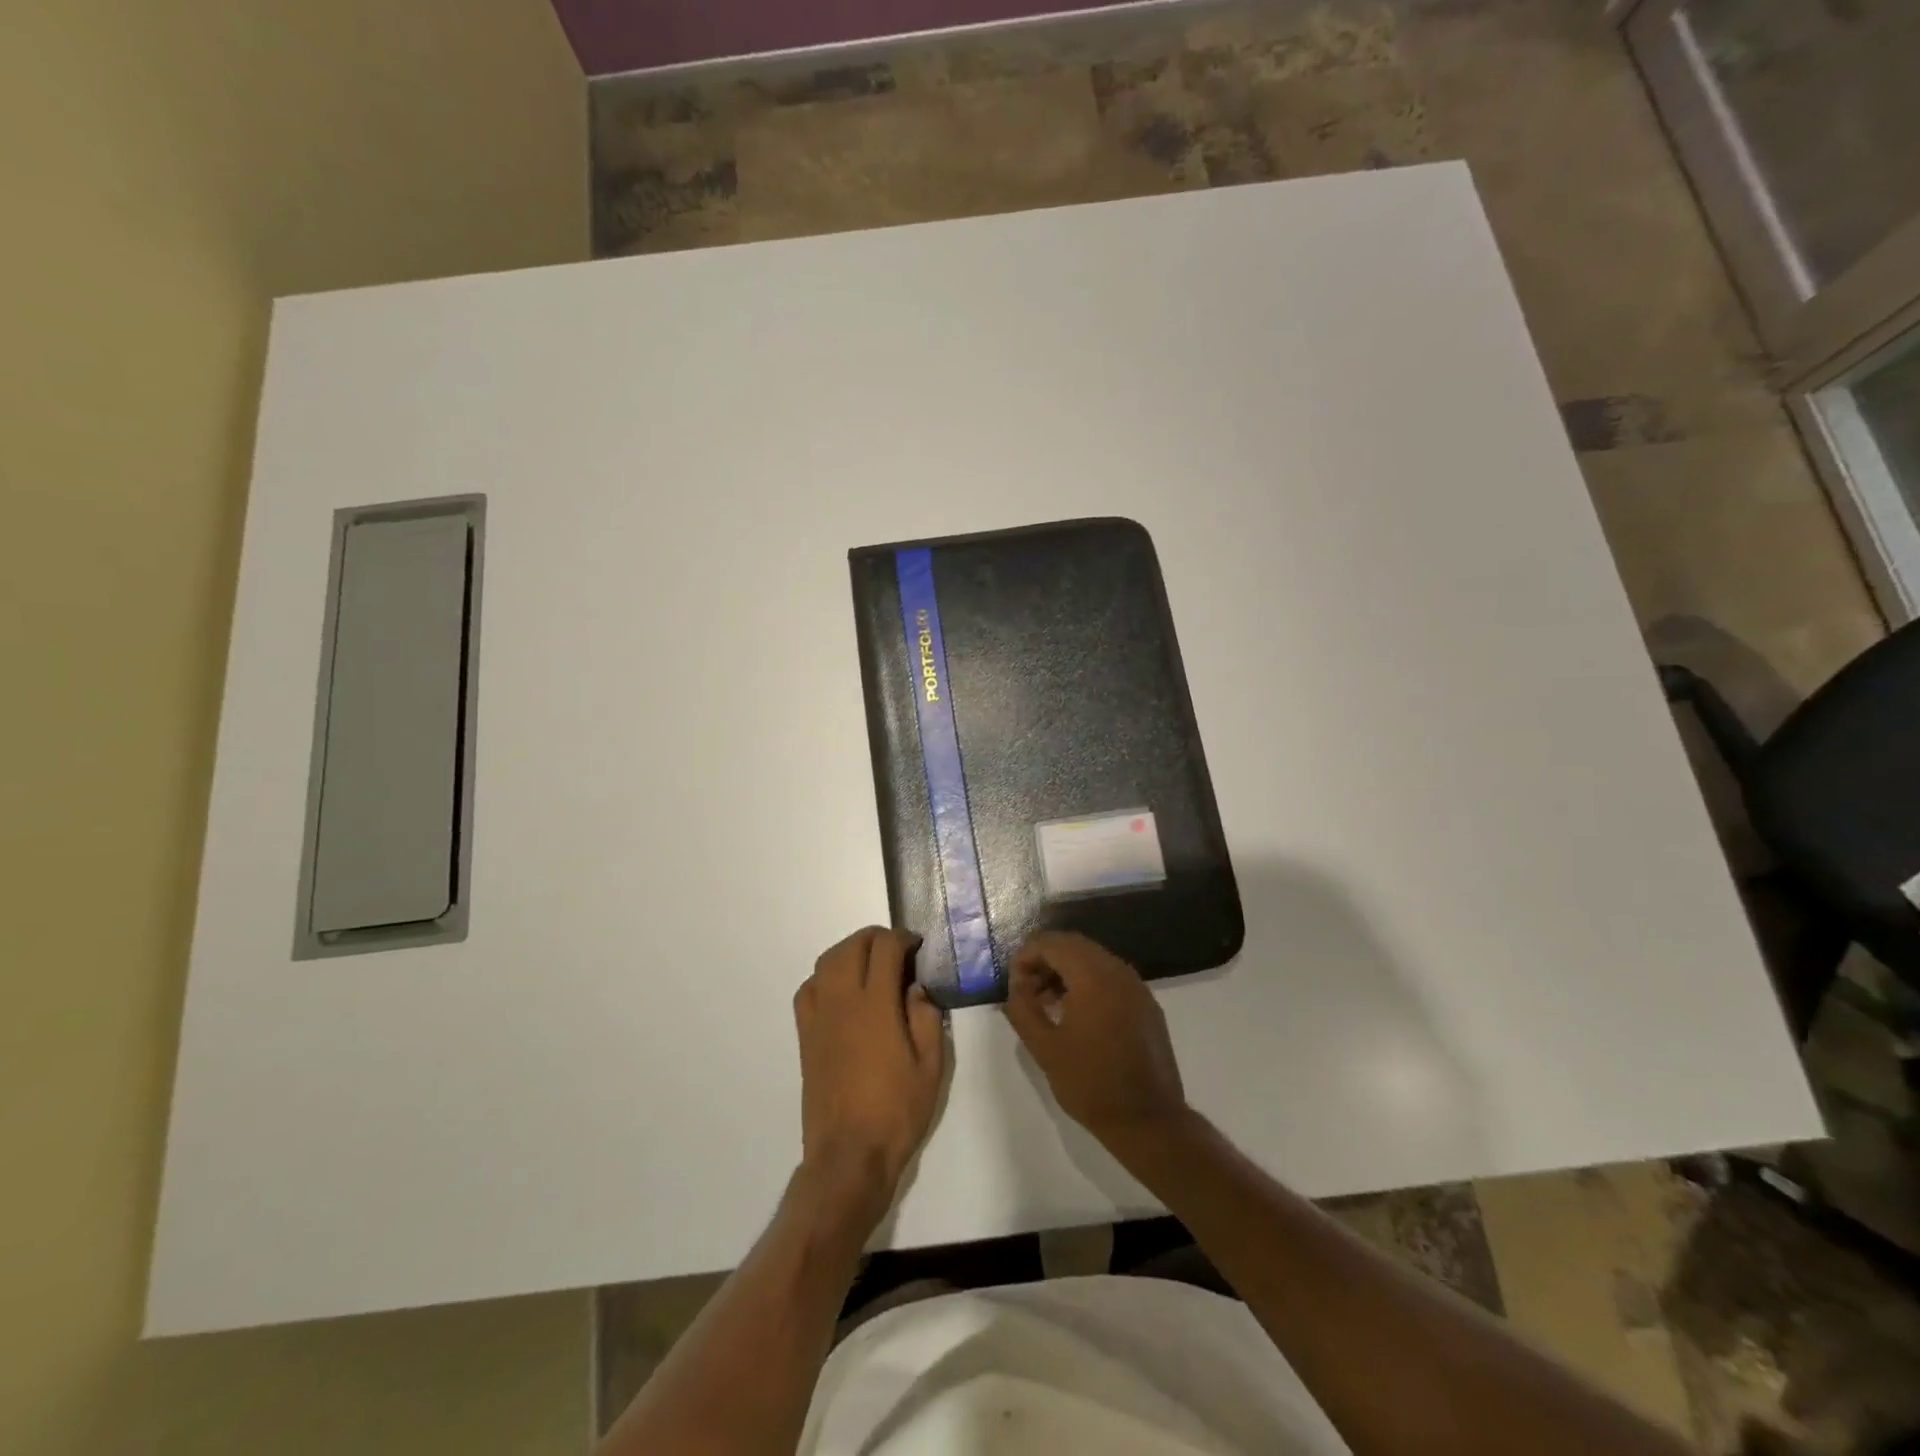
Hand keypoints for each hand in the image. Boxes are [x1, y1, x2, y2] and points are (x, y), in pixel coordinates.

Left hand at [794, 928, 945, 1215]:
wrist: (849, 1155)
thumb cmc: (896, 1112)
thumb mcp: (931, 1067)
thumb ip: (926, 1019)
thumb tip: (916, 988)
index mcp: (875, 1006)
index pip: (884, 949)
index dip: (902, 938)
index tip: (917, 946)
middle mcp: (842, 1002)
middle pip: (851, 947)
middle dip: (875, 937)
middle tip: (897, 949)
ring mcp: (819, 1018)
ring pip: (826, 962)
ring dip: (849, 951)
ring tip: (871, 963)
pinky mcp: (805, 1036)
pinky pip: (808, 989)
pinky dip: (825, 976)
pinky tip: (842, 991)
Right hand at [1003, 932, 1188, 1147]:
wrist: (1148, 1120)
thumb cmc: (1091, 1083)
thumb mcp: (1044, 1048)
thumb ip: (1022, 1009)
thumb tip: (1016, 987)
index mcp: (1093, 976)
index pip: (1052, 943)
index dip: (1026, 956)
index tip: (1013, 983)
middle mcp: (1118, 971)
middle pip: (1074, 945)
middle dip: (1046, 960)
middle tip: (1027, 989)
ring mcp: (1137, 986)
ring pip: (1094, 959)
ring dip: (1066, 970)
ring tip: (1047, 1002)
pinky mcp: (1147, 1004)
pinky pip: (1111, 977)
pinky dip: (1088, 982)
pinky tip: (1077, 1013)